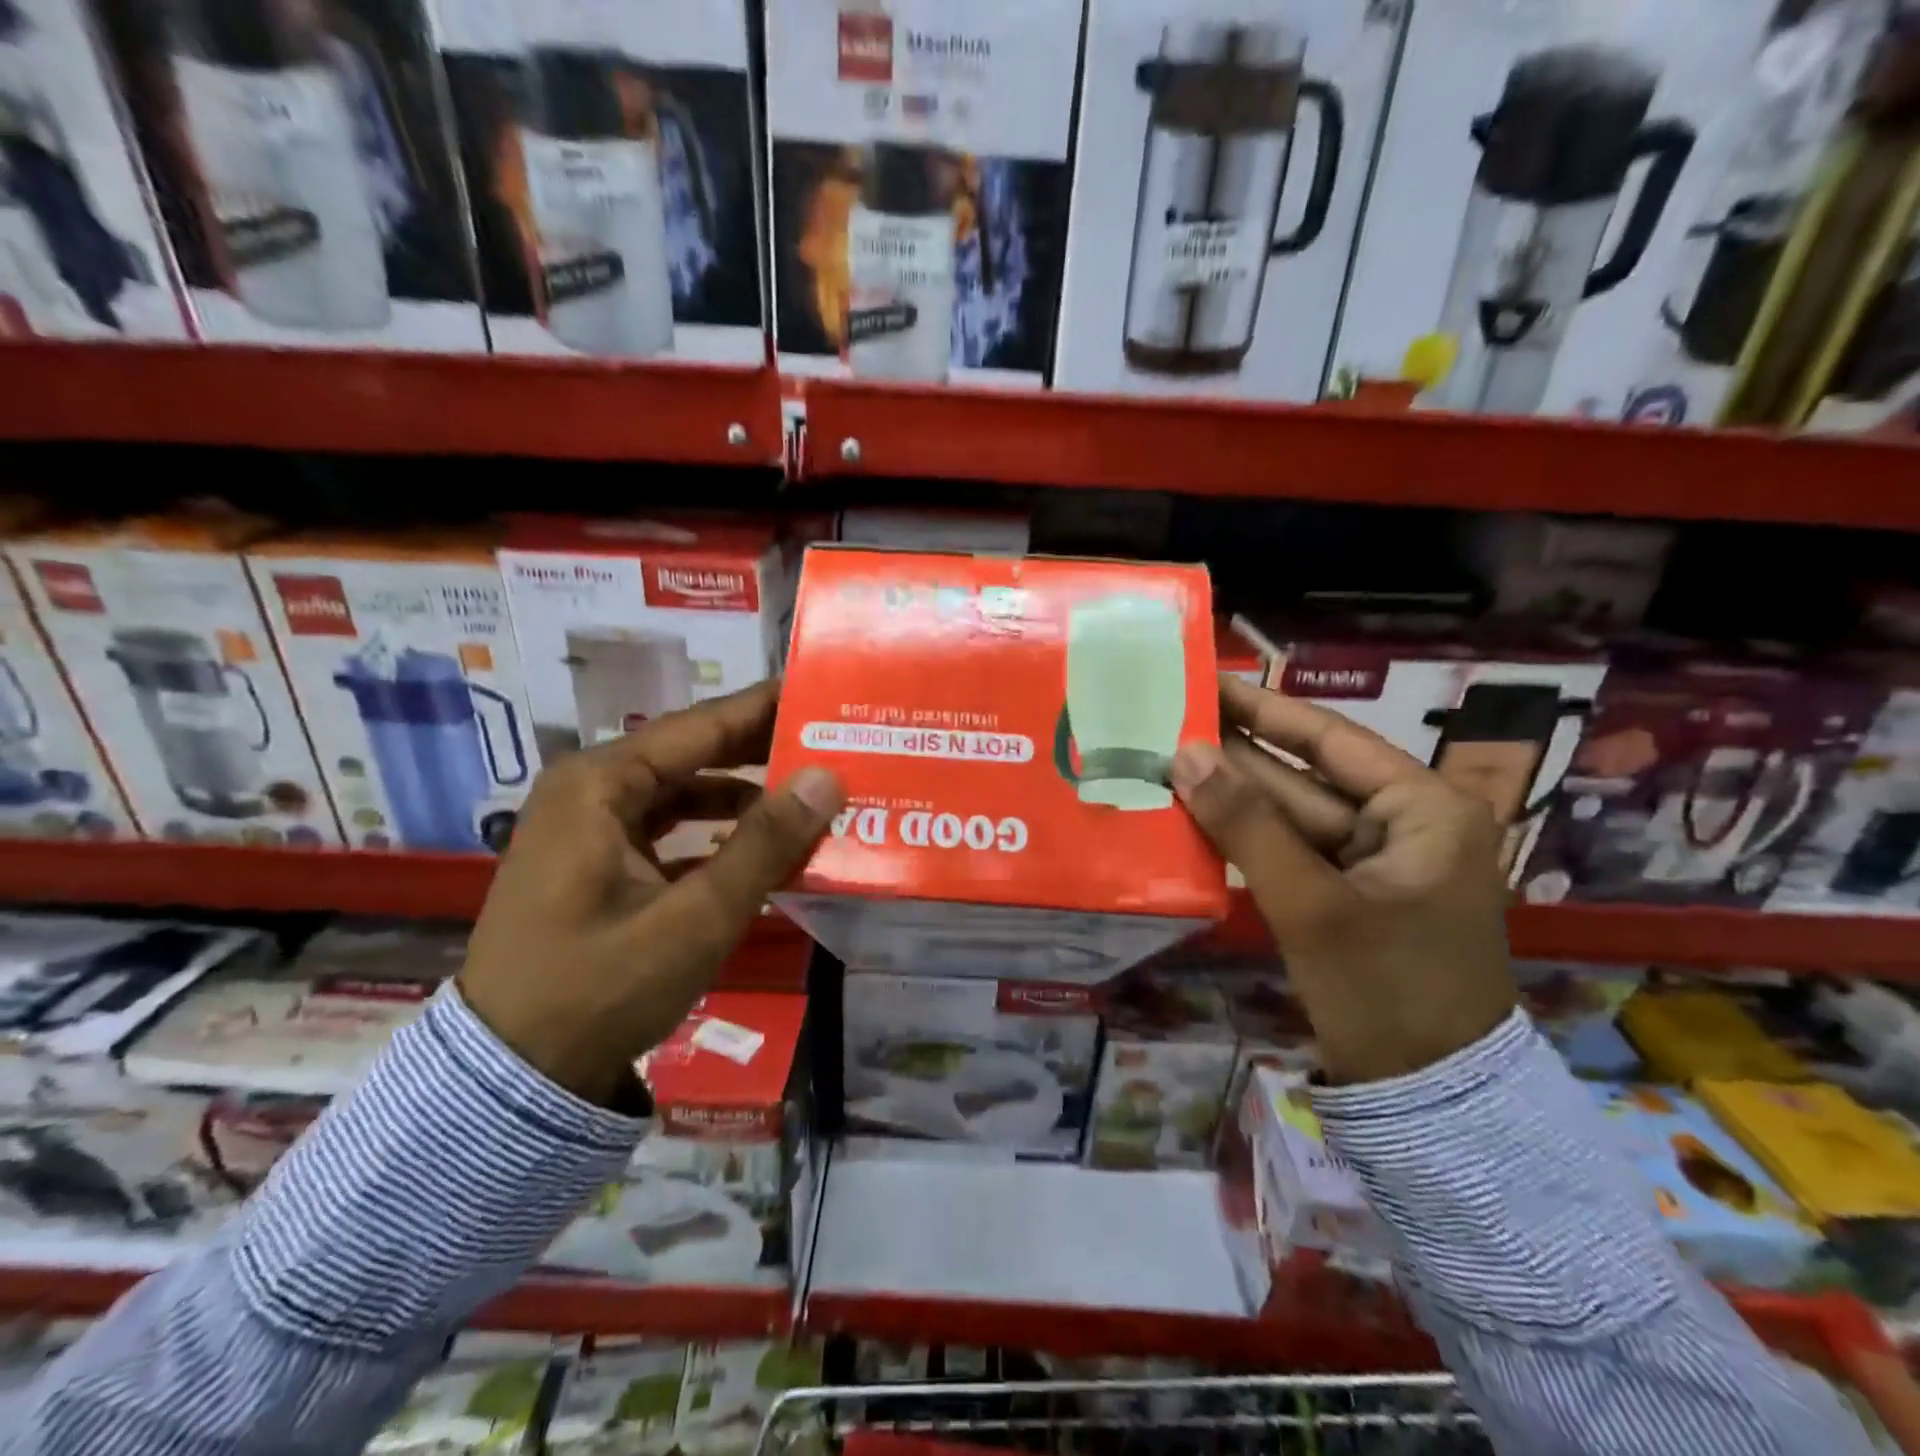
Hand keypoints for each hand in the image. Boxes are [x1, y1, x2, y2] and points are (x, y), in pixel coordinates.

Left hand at [459, 681, 844, 1106]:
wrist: (512, 1081)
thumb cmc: (599, 990)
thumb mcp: (695, 918)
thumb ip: (765, 844)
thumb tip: (827, 777)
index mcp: (599, 785)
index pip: (700, 727)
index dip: (763, 709)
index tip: (819, 693)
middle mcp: (590, 792)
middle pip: (691, 755)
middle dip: (760, 753)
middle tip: (829, 745)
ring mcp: (590, 831)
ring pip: (683, 795)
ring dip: (743, 799)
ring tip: (809, 799)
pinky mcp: (597, 866)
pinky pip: (669, 833)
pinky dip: (717, 837)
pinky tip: (764, 851)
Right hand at [1171, 676, 1517, 1084]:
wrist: (1427, 1100)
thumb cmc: (1386, 992)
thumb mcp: (1312, 904)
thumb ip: (1247, 825)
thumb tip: (1186, 755)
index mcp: (1422, 809)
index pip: (1330, 739)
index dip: (1264, 709)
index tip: (1207, 682)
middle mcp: (1402, 824)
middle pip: (1304, 777)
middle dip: (1236, 757)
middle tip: (1167, 723)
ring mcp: (1373, 863)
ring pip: (1290, 816)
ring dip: (1232, 797)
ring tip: (1164, 763)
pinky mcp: (1347, 896)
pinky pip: (1288, 852)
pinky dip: (1244, 838)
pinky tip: (1192, 818)